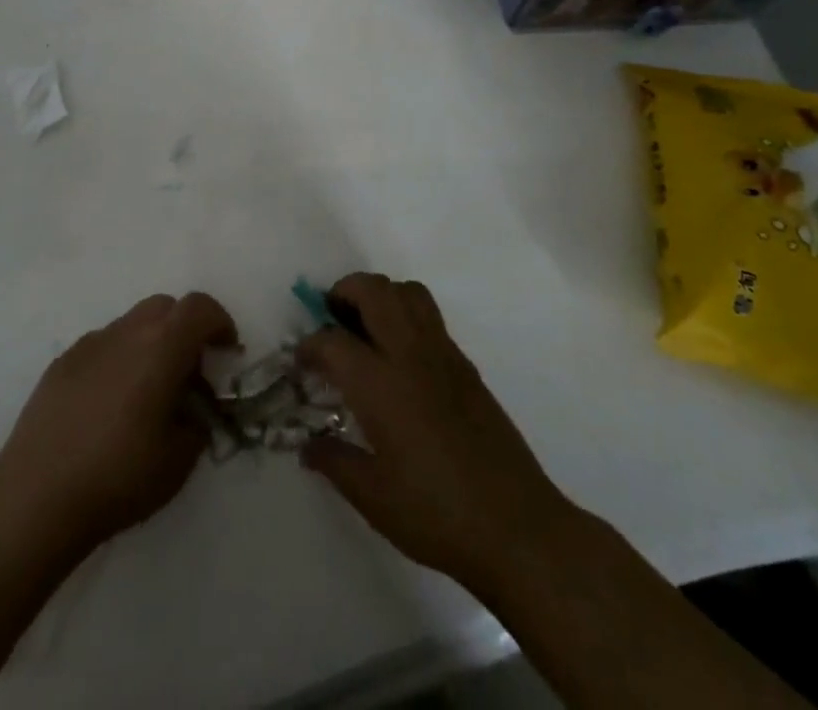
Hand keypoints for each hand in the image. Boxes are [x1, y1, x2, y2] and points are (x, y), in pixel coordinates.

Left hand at [0, 293, 237, 549]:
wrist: (37, 494)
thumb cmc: (119, 475)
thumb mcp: (179, 460)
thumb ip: (197, 424)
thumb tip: (195, 411)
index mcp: (162, 346)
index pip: (200, 308)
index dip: (220, 323)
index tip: (226, 355)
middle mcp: (127, 332)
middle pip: (166, 307)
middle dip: (184, 329)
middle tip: (188, 371)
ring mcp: (90, 343)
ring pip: (132, 323)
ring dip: (150, 343)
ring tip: (146, 392)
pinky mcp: (62, 362)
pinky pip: (102, 345)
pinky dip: (117, 359)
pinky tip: (107, 404)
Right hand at [297, 274, 577, 599]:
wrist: (517, 528)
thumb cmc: (436, 514)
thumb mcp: (373, 497)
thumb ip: (335, 462)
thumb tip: (308, 447)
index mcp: (380, 384)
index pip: (332, 341)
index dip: (309, 346)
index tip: (301, 361)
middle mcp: (409, 354)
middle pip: (373, 290)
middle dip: (344, 291)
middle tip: (331, 318)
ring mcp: (443, 355)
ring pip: (407, 292)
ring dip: (381, 295)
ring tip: (366, 327)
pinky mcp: (466, 366)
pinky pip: (430, 317)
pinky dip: (406, 316)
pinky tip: (401, 359)